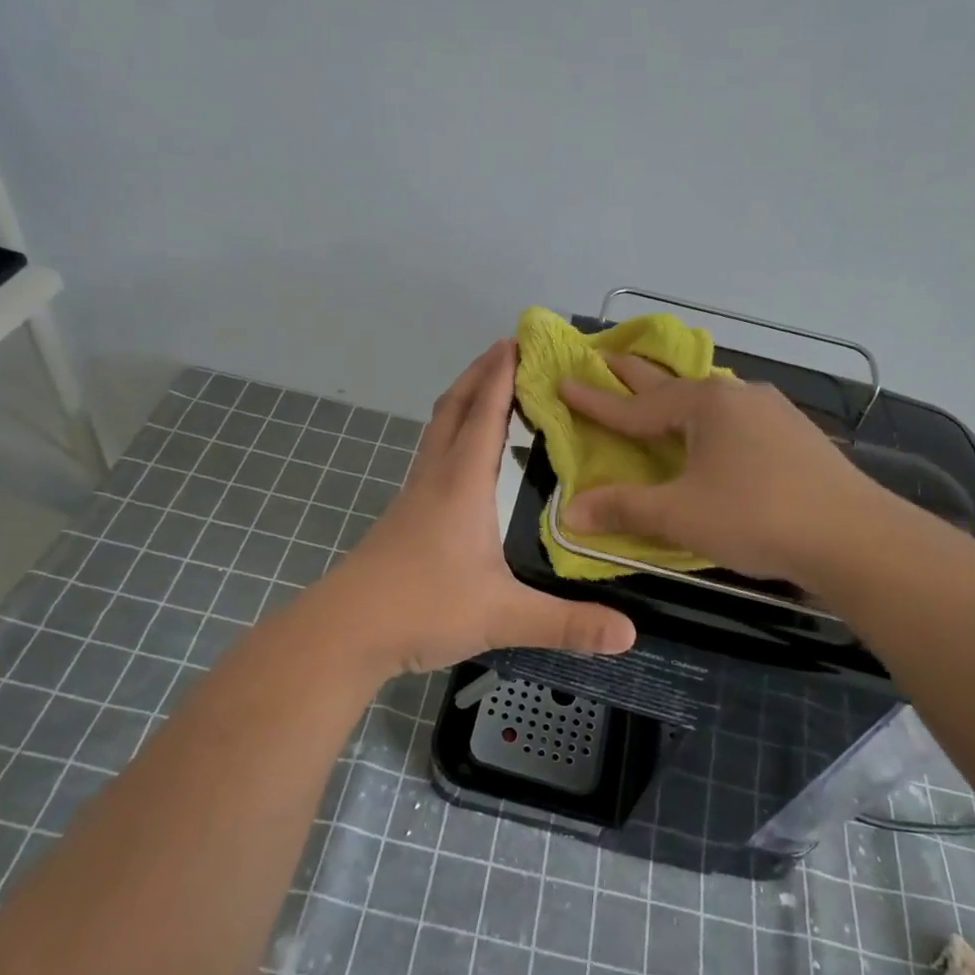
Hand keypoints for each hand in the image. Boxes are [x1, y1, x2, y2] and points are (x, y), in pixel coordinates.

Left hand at [327, 340, 637, 677]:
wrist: (344, 631)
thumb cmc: (423, 607)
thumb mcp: (502, 616)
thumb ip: (567, 623)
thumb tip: (630, 634)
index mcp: (462, 484)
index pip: (485, 413)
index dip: (502, 375)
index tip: (517, 340)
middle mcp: (436, 478)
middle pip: (454, 409)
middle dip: (479, 374)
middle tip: (505, 350)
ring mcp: (414, 497)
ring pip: (437, 431)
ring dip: (462, 402)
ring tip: (486, 390)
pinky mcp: (403, 518)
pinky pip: (431, 457)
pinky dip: (451, 436)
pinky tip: (462, 460)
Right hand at [560, 355, 879, 584]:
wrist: (853, 536)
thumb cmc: (756, 517)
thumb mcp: (680, 515)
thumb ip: (623, 509)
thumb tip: (568, 512)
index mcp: (704, 406)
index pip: (636, 405)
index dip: (596, 400)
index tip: (563, 381)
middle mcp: (737, 396)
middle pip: (672, 385)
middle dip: (636, 376)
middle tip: (605, 358)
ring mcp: (772, 412)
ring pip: (710, 400)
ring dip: (677, 398)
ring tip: (659, 397)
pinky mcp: (795, 435)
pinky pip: (737, 418)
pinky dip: (710, 420)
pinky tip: (717, 433)